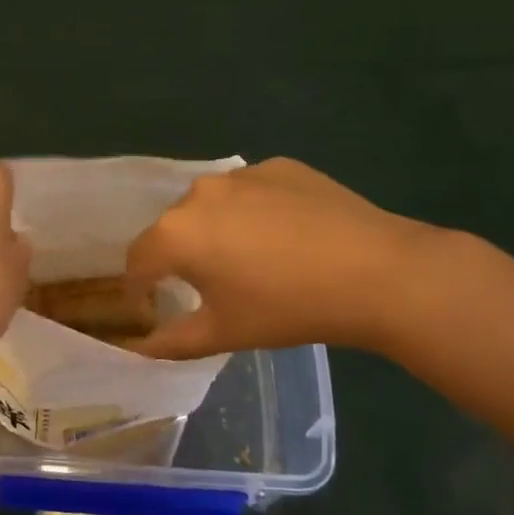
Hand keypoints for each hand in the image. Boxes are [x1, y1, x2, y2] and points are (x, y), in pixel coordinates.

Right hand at [125, 158, 436, 358]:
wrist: (377, 273)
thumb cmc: (288, 308)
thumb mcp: (222, 334)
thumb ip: (168, 342)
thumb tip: (136, 348)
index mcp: (176, 233)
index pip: (138, 260)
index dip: (142, 286)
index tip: (158, 304)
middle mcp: (198, 193)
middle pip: (174, 228)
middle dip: (183, 255)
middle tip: (215, 286)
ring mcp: (241, 174)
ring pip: (213, 206)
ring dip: (219, 229)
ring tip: (256, 259)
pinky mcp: (279, 166)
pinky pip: (251, 191)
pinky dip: (256, 211)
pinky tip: (289, 236)